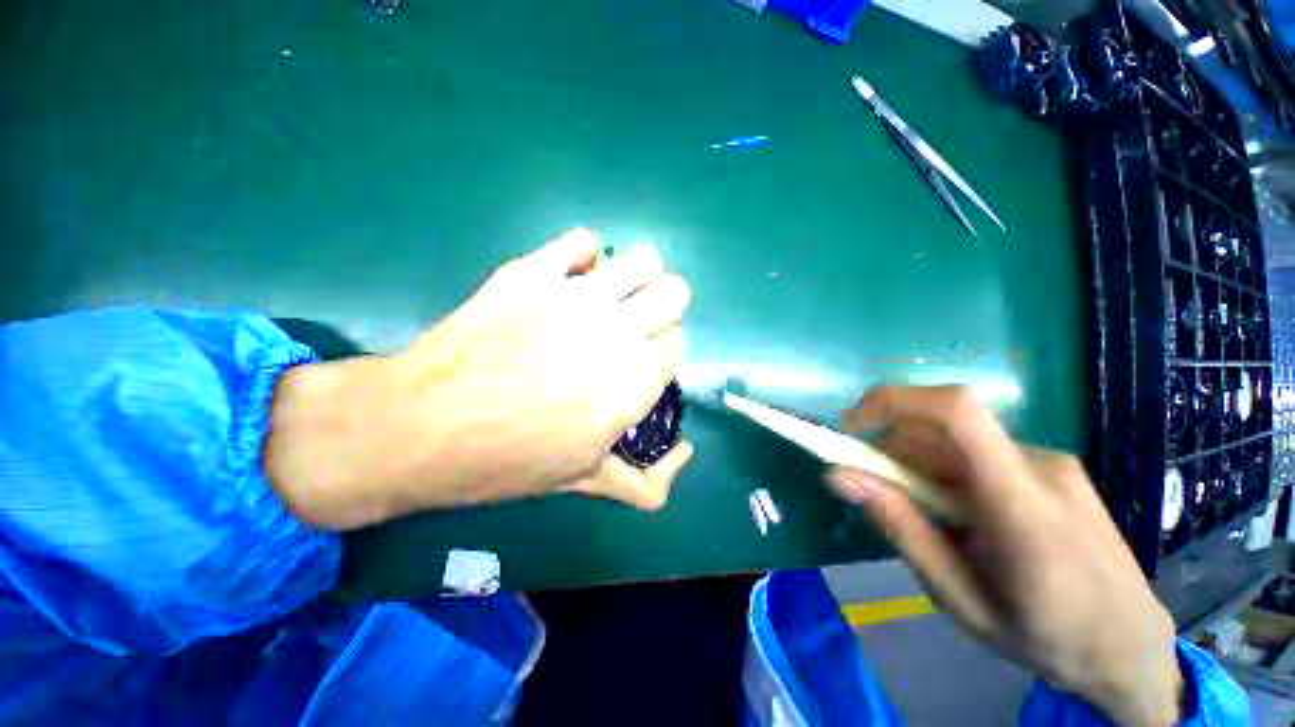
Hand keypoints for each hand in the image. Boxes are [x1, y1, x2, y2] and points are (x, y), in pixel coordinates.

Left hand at [266, 228, 694, 529]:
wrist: (419, 426)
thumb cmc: (504, 461)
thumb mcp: (582, 481)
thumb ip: (644, 482)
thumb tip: (686, 454)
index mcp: (628, 389)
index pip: (677, 346)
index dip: (661, 352)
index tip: (640, 361)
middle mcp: (614, 336)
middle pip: (674, 294)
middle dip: (661, 310)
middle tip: (632, 327)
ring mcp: (574, 298)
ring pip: (644, 259)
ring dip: (636, 278)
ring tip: (610, 298)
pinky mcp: (532, 273)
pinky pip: (583, 240)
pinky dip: (585, 256)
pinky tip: (569, 279)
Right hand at [826, 386, 1181, 726]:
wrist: (1131, 647)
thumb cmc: (1047, 636)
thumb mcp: (960, 598)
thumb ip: (901, 529)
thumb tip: (840, 476)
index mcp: (1022, 503)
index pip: (956, 411)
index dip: (893, 401)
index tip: (851, 425)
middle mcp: (1039, 465)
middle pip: (941, 430)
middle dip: (893, 451)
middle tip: (879, 496)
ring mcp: (1052, 462)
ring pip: (956, 441)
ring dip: (920, 466)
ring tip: (930, 520)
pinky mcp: (1053, 466)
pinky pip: (979, 452)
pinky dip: (947, 472)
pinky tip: (963, 517)